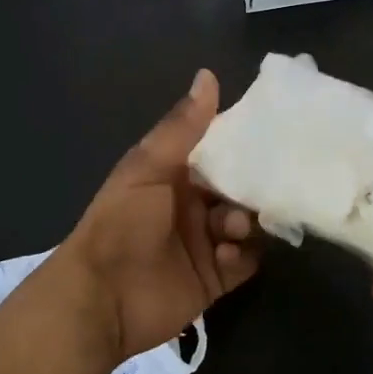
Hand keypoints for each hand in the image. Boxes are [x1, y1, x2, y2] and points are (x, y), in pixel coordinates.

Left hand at [54, 69, 260, 367]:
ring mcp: (206, 242)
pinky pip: (246, 261)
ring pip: (248, 223)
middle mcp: (194, 205)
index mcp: (176, 174)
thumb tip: (208, 74)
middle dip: (251, 188)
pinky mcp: (215, 278)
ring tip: (232, 228)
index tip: (271, 135)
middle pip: (239, 189)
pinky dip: (244, 255)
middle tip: (256, 191)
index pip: (220, 152)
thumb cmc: (122, 223)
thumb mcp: (148, 167)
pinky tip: (226, 255)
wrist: (101, 299)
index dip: (242, 144)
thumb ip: (182, 126)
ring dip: (247, 222)